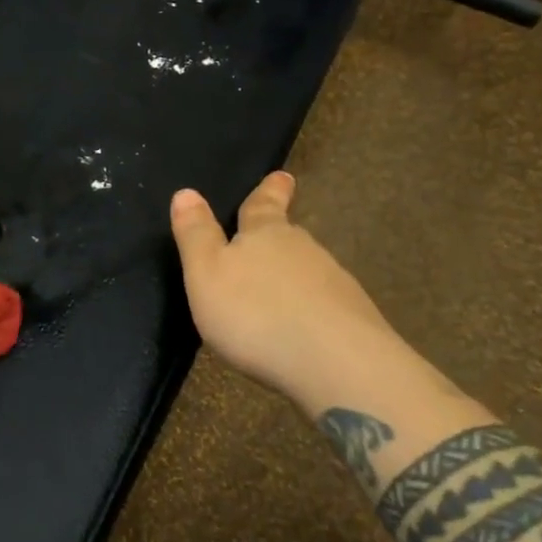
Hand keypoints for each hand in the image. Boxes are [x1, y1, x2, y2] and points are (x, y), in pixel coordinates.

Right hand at [170, 172, 418, 415]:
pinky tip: (302, 331)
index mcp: (265, 234)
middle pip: (289, 237)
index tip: (283, 176)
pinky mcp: (355, 321)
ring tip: (277, 295)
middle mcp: (304, 250)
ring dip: (294, 278)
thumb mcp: (207, 274)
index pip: (264, 204)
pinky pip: (326, 307)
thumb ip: (196, 235)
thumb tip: (186, 191)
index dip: (269, 190)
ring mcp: (335, 285)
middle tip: (270, 237)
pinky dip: (311, 312)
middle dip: (279, 237)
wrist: (339, 365)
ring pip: (309, 272)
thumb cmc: (257, 314)